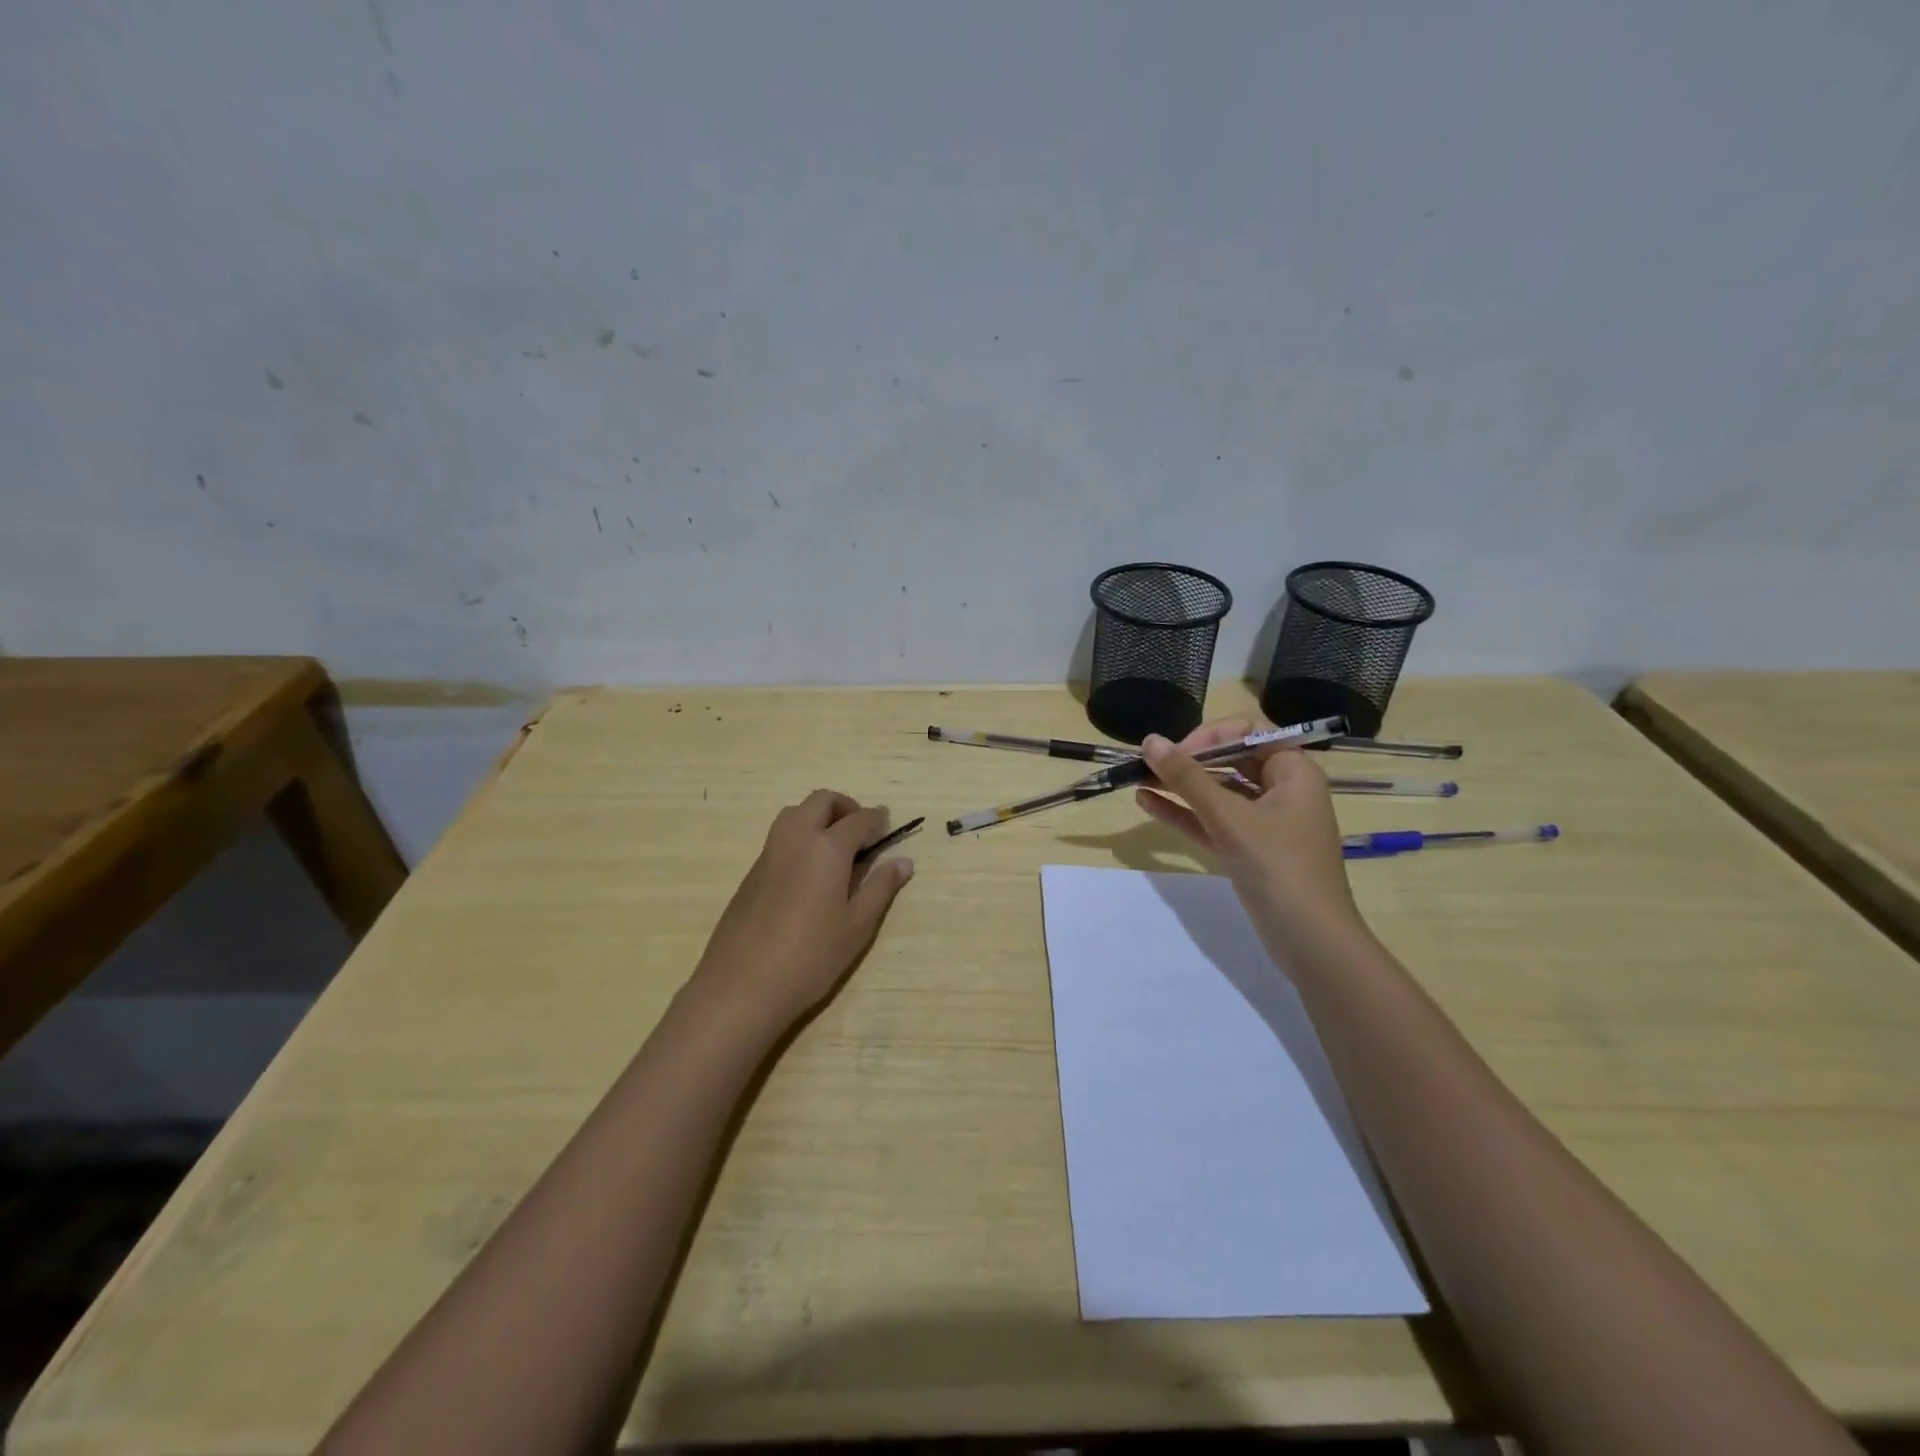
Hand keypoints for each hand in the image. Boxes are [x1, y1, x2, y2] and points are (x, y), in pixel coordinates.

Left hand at [690, 790, 913, 1034]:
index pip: (858, 819)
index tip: (888, 826)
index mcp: (826, 848)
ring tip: (836, 849)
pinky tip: (809, 873)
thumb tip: (903, 862)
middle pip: (821, 802)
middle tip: (862, 831)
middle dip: (845, 807)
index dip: (877, 820)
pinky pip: (779, 838)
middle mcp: (795, 839)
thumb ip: (880, 888)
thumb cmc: (810, 957)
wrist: (741, 986)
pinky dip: (800, 837)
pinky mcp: (751, 873)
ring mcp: (768, 854)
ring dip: (818, 817)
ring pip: (794, 814)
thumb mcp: (857, 926)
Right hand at [1135, 718, 1370, 966]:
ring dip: (1180, 786)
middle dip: (1188, 760)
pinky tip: (1148, 803)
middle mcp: (1282, 790)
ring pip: (1218, 793)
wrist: (1311, 941)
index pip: (1249, 732)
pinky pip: (1213, 821)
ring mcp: (1265, 822)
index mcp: (1294, 771)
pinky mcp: (1249, 850)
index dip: (1210, 735)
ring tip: (1138, 779)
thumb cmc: (1278, 867)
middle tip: (1148, 765)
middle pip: (1231, 760)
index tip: (1176, 753)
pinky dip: (1185, 813)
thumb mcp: (1230, 817)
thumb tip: (1149, 741)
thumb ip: (1187, 778)